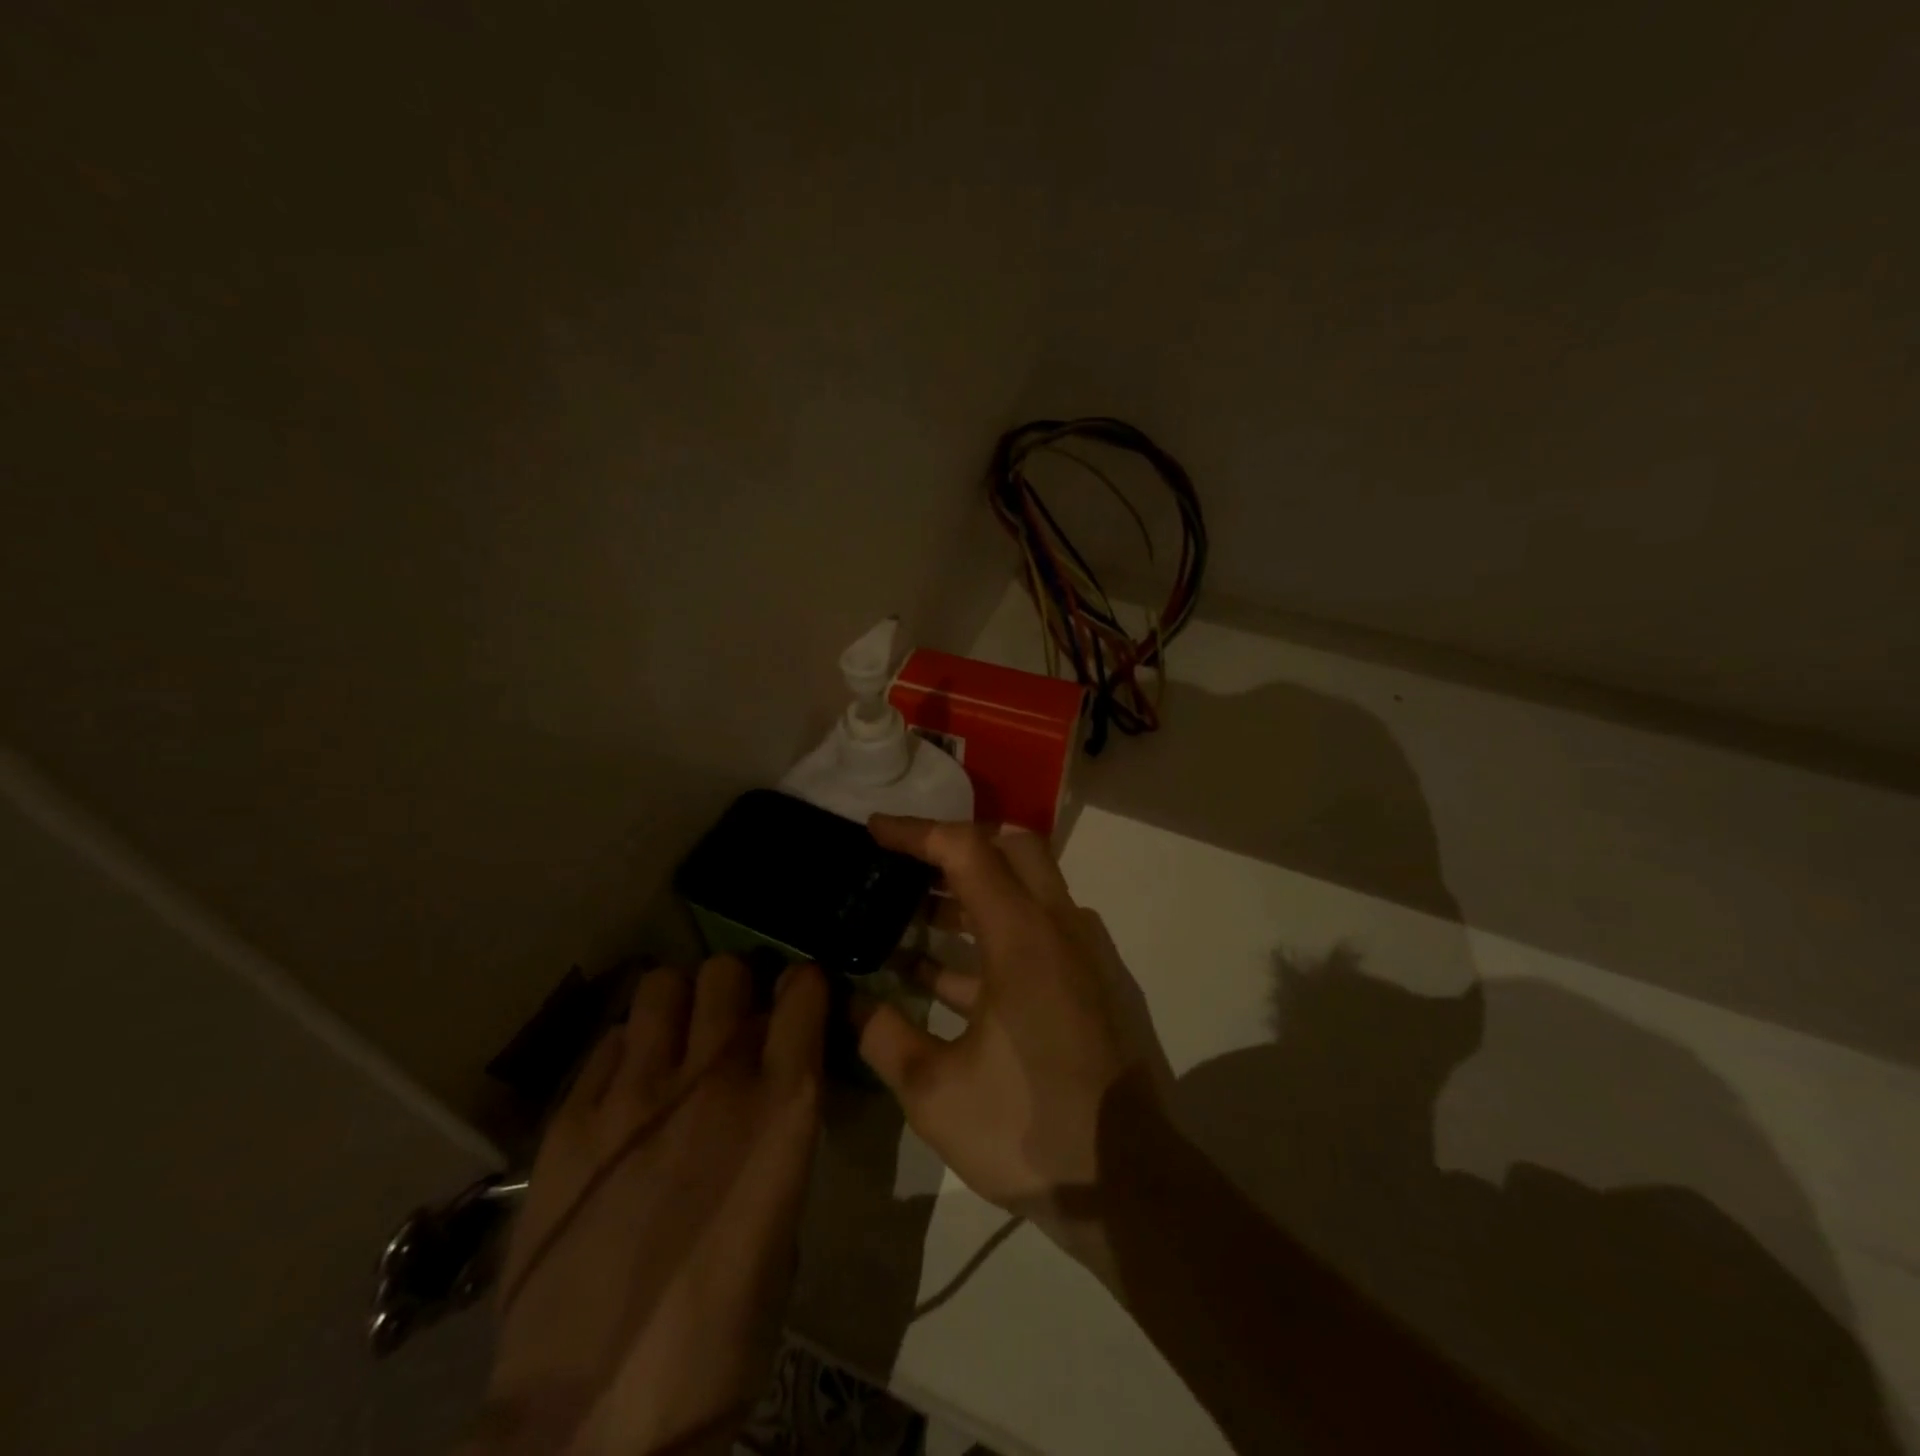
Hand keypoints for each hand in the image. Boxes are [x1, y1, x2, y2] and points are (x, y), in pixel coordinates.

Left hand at [482, 956, 826, 1455]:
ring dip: (677, 1006)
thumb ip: (779, 1132)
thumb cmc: (719, 1333)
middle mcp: (715, 1076)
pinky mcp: (572, 1118)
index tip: (797, 1005)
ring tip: (673, 1042)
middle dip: (735, 989)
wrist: (596, 1415)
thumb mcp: (783, 1218)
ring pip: (662, 985)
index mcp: (782, 1103)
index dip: (803, 987)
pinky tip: (624, 1092)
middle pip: (727, 969)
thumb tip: (769, 1091)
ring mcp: (636, 1091)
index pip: (804, 989)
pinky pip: (609, 1041)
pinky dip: (625, 1051)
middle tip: (729, 1024)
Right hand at [855, 816, 1171, 1243]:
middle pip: (1011, 849)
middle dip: (955, 846)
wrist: (1126, 1183)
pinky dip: (986, 939)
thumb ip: (885, 1037)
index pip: (966, 849)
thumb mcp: (935, 1091)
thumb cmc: (1029, 1126)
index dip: (916, 832)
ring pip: (1023, 892)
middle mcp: (1057, 928)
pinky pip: (1031, 937)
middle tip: (905, 864)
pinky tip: (939, 975)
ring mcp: (1077, 957)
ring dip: (968, 895)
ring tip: (909, 916)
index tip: (873, 831)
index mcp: (1022, 935)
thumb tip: (853, 1004)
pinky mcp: (1083, 987)